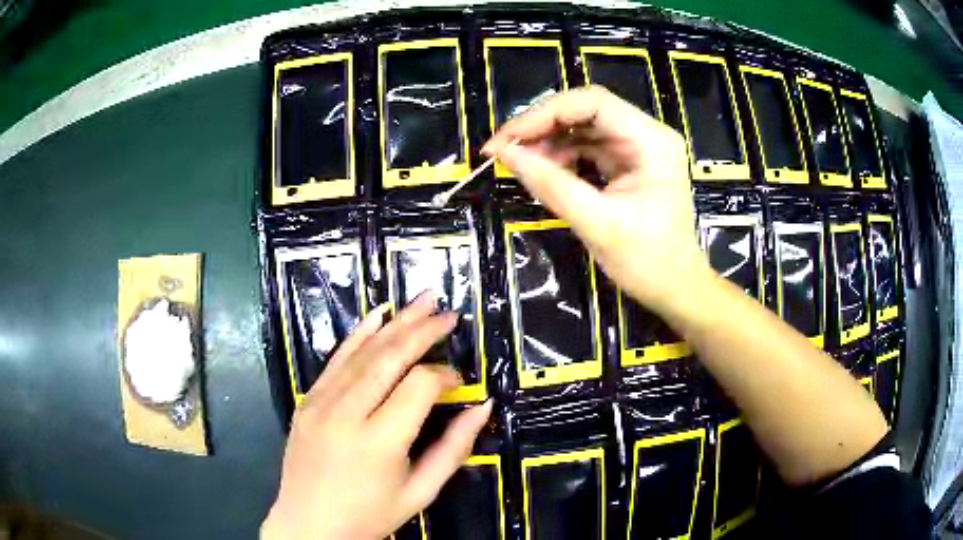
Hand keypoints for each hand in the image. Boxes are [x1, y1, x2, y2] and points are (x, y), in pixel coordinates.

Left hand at [261, 294, 492, 539]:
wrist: (309, 524)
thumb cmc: (369, 515)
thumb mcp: (421, 492)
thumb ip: (455, 448)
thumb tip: (482, 406)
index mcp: (379, 442)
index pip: (419, 387)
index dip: (445, 376)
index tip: (459, 382)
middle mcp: (347, 414)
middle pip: (389, 358)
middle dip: (422, 331)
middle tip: (448, 313)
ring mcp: (320, 403)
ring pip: (362, 352)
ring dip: (395, 323)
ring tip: (422, 301)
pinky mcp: (307, 400)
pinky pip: (335, 360)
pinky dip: (358, 334)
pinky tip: (377, 315)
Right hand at [484, 86, 712, 316]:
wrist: (674, 288)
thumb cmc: (647, 262)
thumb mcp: (596, 223)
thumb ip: (550, 184)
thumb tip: (503, 153)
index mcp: (651, 141)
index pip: (593, 103)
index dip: (544, 114)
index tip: (507, 138)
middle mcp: (647, 134)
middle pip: (585, 111)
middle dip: (542, 127)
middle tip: (505, 150)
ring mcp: (638, 147)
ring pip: (582, 127)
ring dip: (548, 143)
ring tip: (521, 165)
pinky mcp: (628, 162)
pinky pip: (587, 147)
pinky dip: (562, 157)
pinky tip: (543, 172)